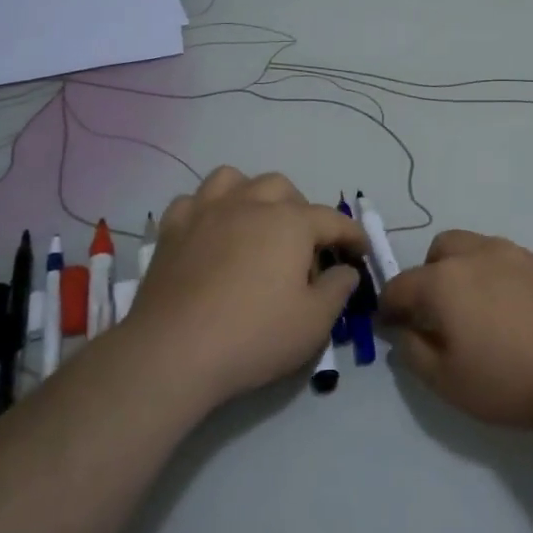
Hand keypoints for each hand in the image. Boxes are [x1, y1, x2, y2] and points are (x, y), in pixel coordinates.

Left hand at [127, 167, 370, 406]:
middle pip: (282, 188)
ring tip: (256, 223)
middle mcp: (249, 204)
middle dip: (301, 210)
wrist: (173, 352)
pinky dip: (207, 210)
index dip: (351, 235)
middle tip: (305, 246)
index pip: (331, 219)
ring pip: (234, 179)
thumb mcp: (315, 322)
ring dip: (252, 195)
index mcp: (290, 223)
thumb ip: (338, 289)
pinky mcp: (172, 230)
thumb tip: (345, 270)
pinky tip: (211, 233)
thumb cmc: (254, 336)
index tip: (360, 253)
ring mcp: (206, 212)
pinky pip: (192, 201)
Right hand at [378, 230, 532, 430]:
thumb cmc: (511, 379)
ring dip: (463, 271)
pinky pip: (506, 261)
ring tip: (477, 310)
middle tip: (437, 313)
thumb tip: (403, 332)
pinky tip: (512, 312)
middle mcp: (475, 255)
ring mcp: (514, 254)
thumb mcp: (448, 382)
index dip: (389, 307)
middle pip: (438, 252)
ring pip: (474, 249)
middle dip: (428, 276)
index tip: (390, 326)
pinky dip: (495, 277)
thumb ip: (414, 353)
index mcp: (444, 280)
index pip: (401, 285)